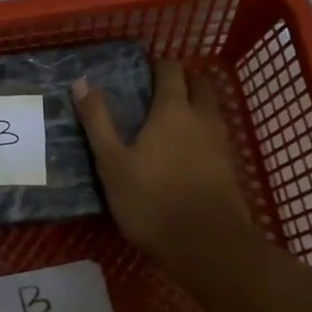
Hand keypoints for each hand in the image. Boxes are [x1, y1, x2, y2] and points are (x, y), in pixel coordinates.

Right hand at [73, 60, 247, 260]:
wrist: (207, 246)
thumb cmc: (151, 200)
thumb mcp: (112, 162)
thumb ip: (98, 121)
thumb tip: (82, 82)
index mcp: (173, 111)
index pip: (171, 70)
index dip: (158, 65)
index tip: (142, 71)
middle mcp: (202, 119)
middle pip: (201, 84)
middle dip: (184, 80)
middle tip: (159, 91)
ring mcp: (221, 144)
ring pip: (212, 111)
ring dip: (196, 106)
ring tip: (170, 120)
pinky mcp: (230, 170)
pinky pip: (217, 137)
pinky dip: (203, 134)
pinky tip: (186, 153)